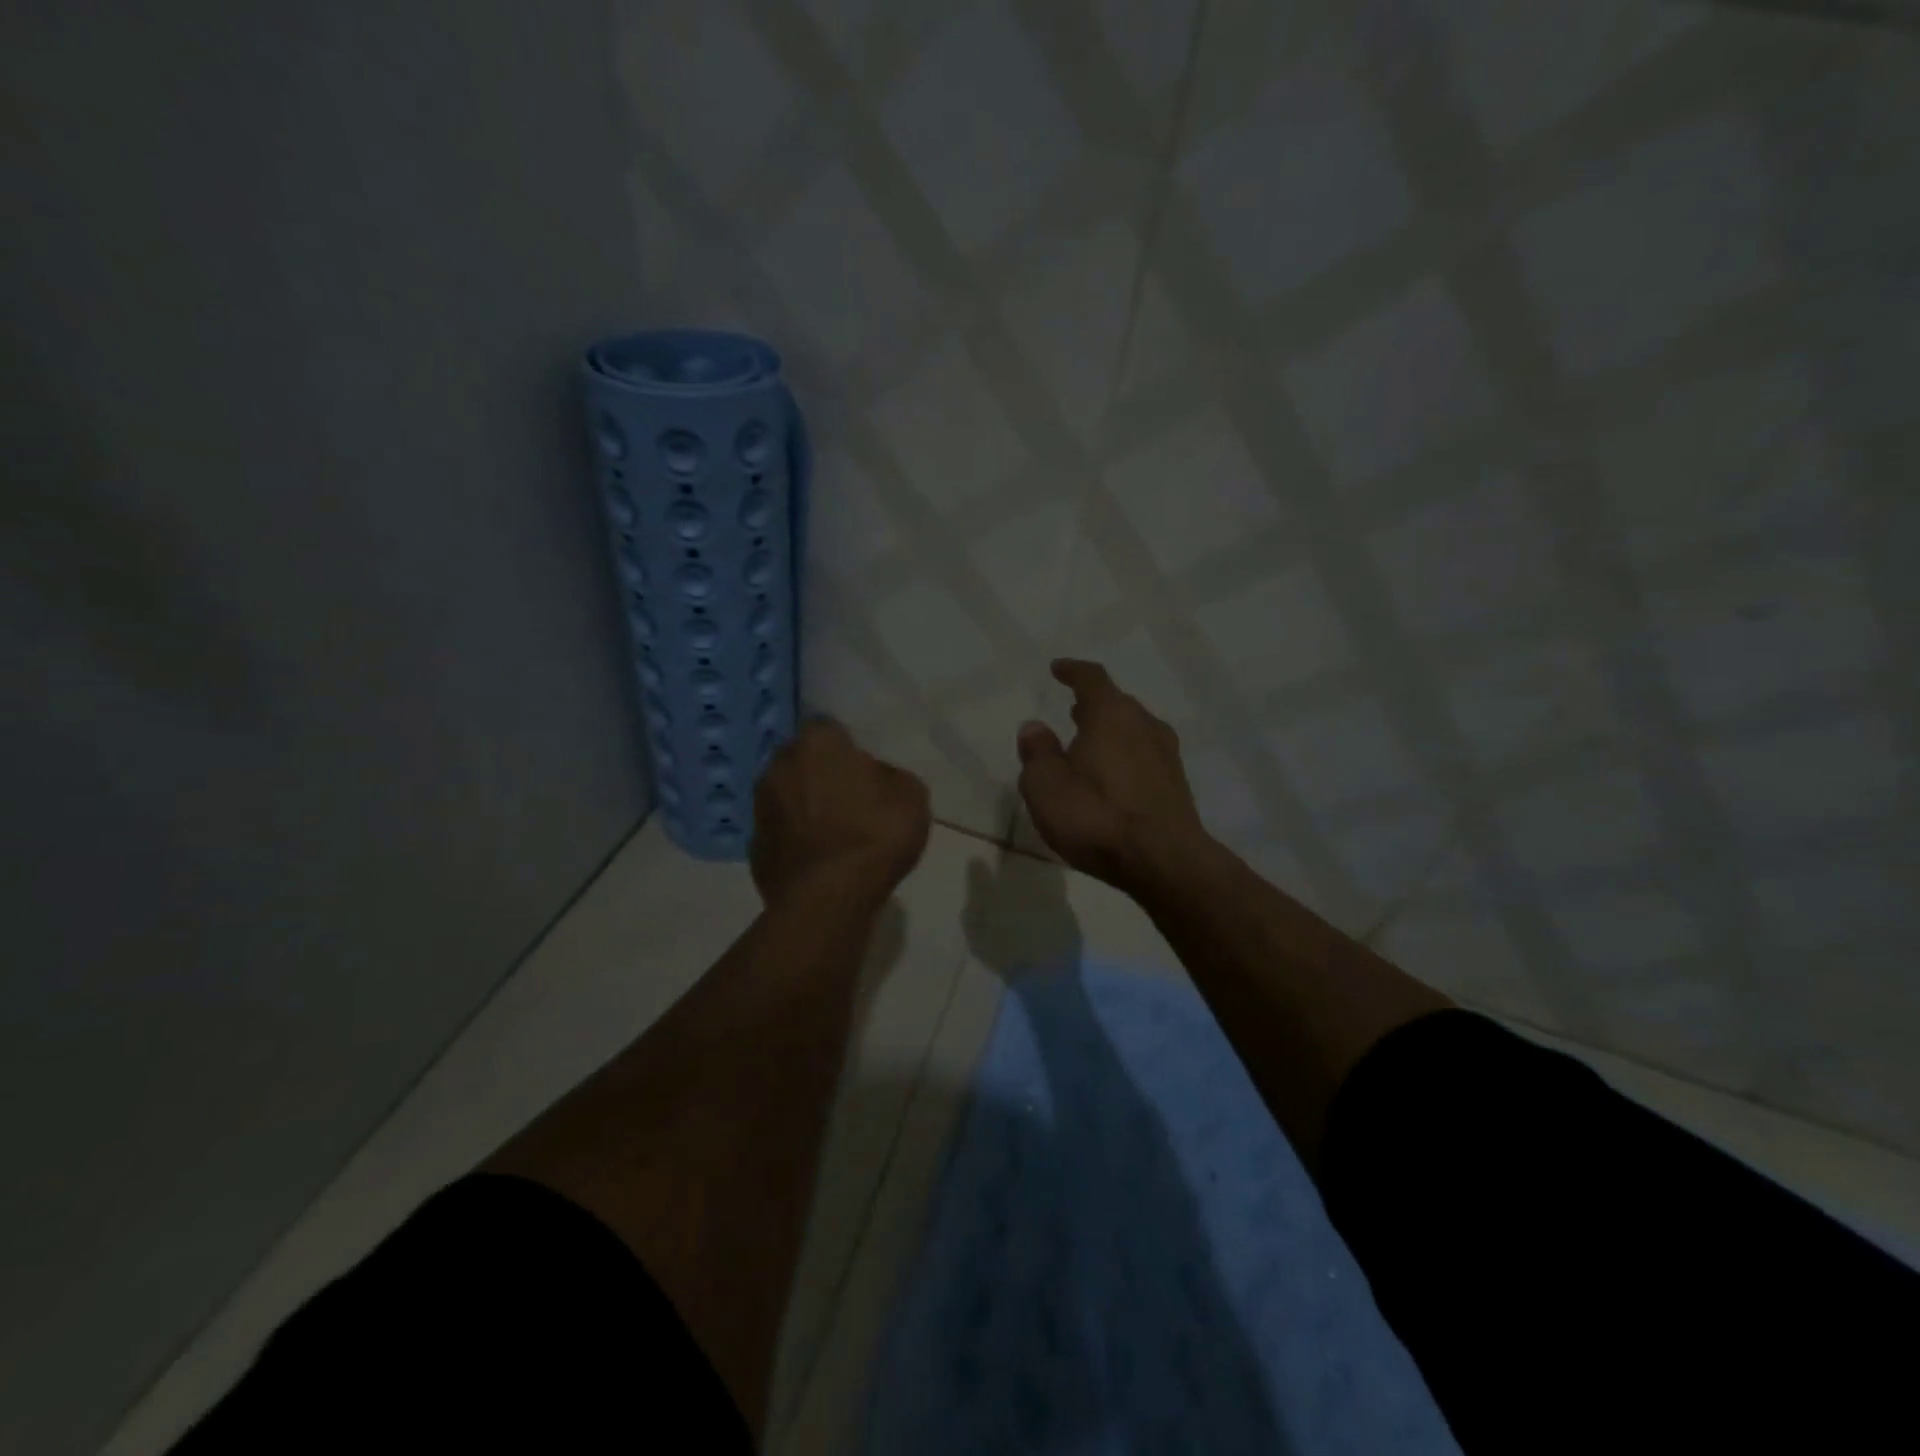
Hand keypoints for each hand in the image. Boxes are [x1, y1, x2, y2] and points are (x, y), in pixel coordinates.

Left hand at [751, 718, 930, 913]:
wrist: (828, 900)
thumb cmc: (873, 836)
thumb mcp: (911, 796)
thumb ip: (890, 777)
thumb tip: (875, 779)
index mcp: (816, 744)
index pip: (829, 728)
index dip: (846, 746)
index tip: (863, 767)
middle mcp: (779, 766)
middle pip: (802, 760)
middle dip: (820, 773)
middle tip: (850, 797)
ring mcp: (760, 808)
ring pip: (786, 796)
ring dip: (804, 806)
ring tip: (834, 832)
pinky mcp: (754, 847)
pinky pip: (780, 833)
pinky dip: (795, 841)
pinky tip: (818, 860)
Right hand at [1016, 659, 1213, 893]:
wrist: (1165, 862)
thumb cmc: (1097, 816)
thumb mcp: (1046, 786)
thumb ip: (1037, 753)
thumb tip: (1035, 727)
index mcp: (1111, 715)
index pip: (1092, 679)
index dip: (1073, 671)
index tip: (1058, 669)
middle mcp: (1145, 725)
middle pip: (1117, 704)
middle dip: (1093, 705)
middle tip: (1072, 711)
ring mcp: (1167, 755)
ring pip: (1134, 731)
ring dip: (1111, 732)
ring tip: (1089, 745)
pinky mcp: (1176, 785)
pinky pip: (1144, 757)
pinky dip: (1125, 757)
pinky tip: (1113, 779)